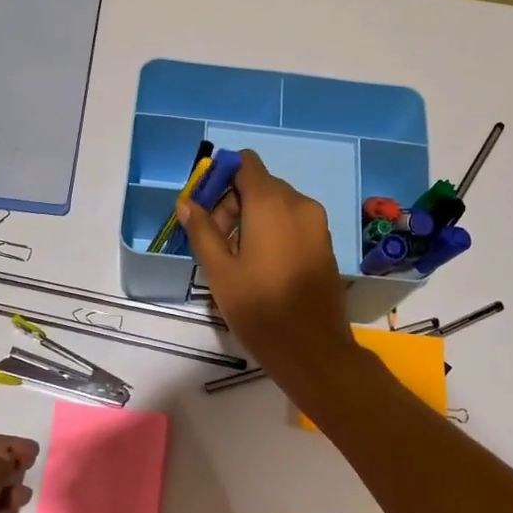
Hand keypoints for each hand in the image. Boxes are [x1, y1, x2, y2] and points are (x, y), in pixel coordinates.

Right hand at [176, 150, 358, 387]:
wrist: (313, 349)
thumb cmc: (259, 308)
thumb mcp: (220, 271)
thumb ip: (202, 230)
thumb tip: (187, 203)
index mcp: (271, 203)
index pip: (246, 164)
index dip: (222, 176)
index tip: (207, 207)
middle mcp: (299, 203)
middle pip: (260, 184)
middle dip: (234, 202)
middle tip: (217, 241)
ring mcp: (317, 224)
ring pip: (278, 204)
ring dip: (253, 217)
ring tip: (237, 257)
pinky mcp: (325, 243)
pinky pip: (294, 222)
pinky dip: (274, 230)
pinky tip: (263, 265)